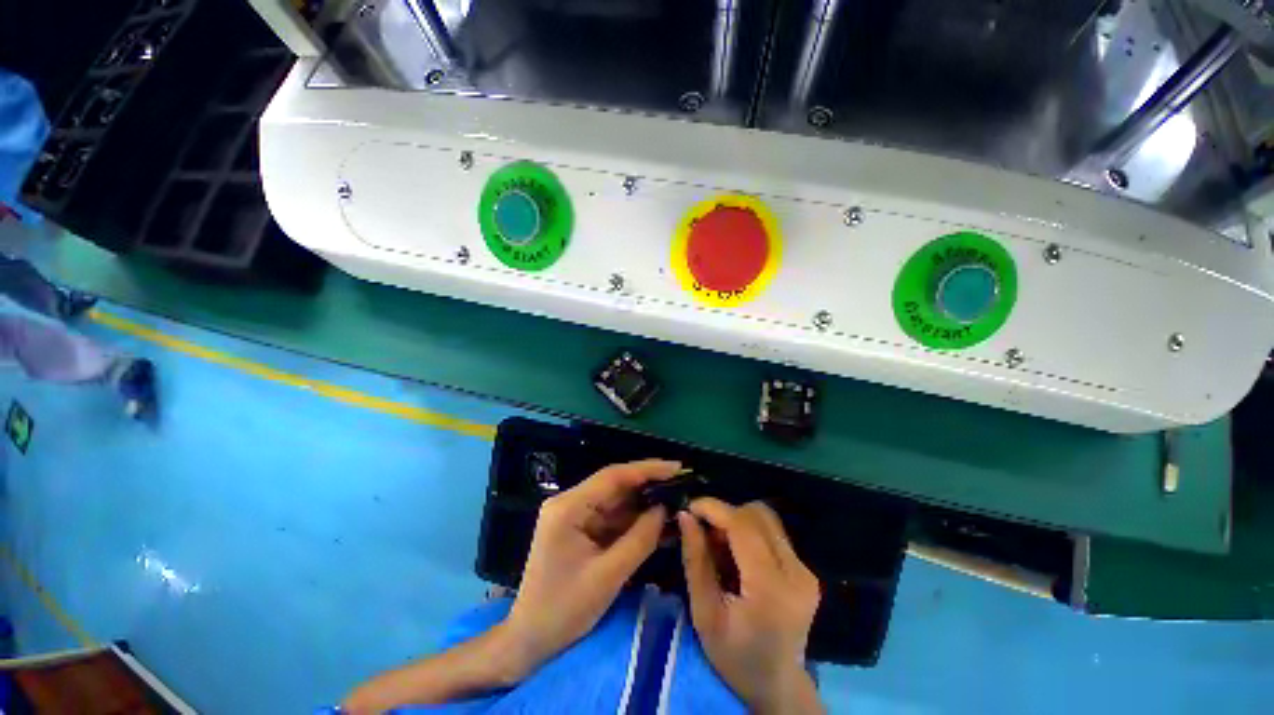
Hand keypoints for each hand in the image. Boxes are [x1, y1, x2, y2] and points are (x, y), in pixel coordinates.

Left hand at [505, 459, 679, 670]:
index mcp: (569, 507)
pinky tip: (659, 522)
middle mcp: (571, 503)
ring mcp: (575, 515)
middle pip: (615, 485)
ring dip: (645, 503)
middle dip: (649, 485)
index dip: (647, 469)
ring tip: (677, 501)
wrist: (530, 641)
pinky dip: (635, 521)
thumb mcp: (608, 576)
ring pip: (617, 501)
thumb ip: (640, 538)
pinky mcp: (581, 529)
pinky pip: (613, 518)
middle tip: (683, 483)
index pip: (613, 476)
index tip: (677, 467)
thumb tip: (665, 509)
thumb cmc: (563, 610)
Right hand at [678, 498, 823, 714]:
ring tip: (720, 546)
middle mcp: (796, 572)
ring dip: (738, 521)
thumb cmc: (734, 656)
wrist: (777, 687)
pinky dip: (750, 533)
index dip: (714, 508)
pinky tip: (738, 556)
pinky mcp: (806, 570)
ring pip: (766, 519)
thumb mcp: (704, 613)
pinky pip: (773, 533)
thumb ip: (695, 560)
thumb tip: (685, 515)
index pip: (743, 526)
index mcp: (770, 588)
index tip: (690, 507)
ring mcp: (805, 570)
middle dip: (725, 514)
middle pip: (758, 515)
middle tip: (704, 532)